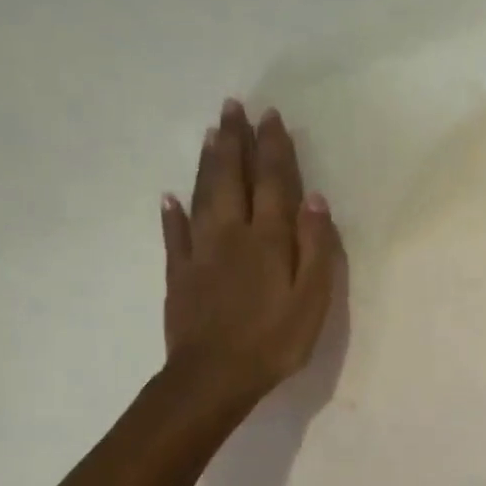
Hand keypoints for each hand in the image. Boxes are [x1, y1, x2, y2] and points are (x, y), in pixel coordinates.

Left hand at [161, 99, 341, 418]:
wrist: (214, 377)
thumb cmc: (275, 340)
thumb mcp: (313, 297)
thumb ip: (316, 246)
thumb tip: (315, 198)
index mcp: (268, 239)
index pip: (273, 182)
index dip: (273, 148)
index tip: (271, 117)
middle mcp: (232, 235)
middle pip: (233, 178)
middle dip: (234, 141)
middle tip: (232, 107)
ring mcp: (201, 253)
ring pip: (203, 197)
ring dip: (208, 163)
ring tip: (211, 133)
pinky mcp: (180, 274)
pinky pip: (174, 235)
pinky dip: (172, 212)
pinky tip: (169, 196)